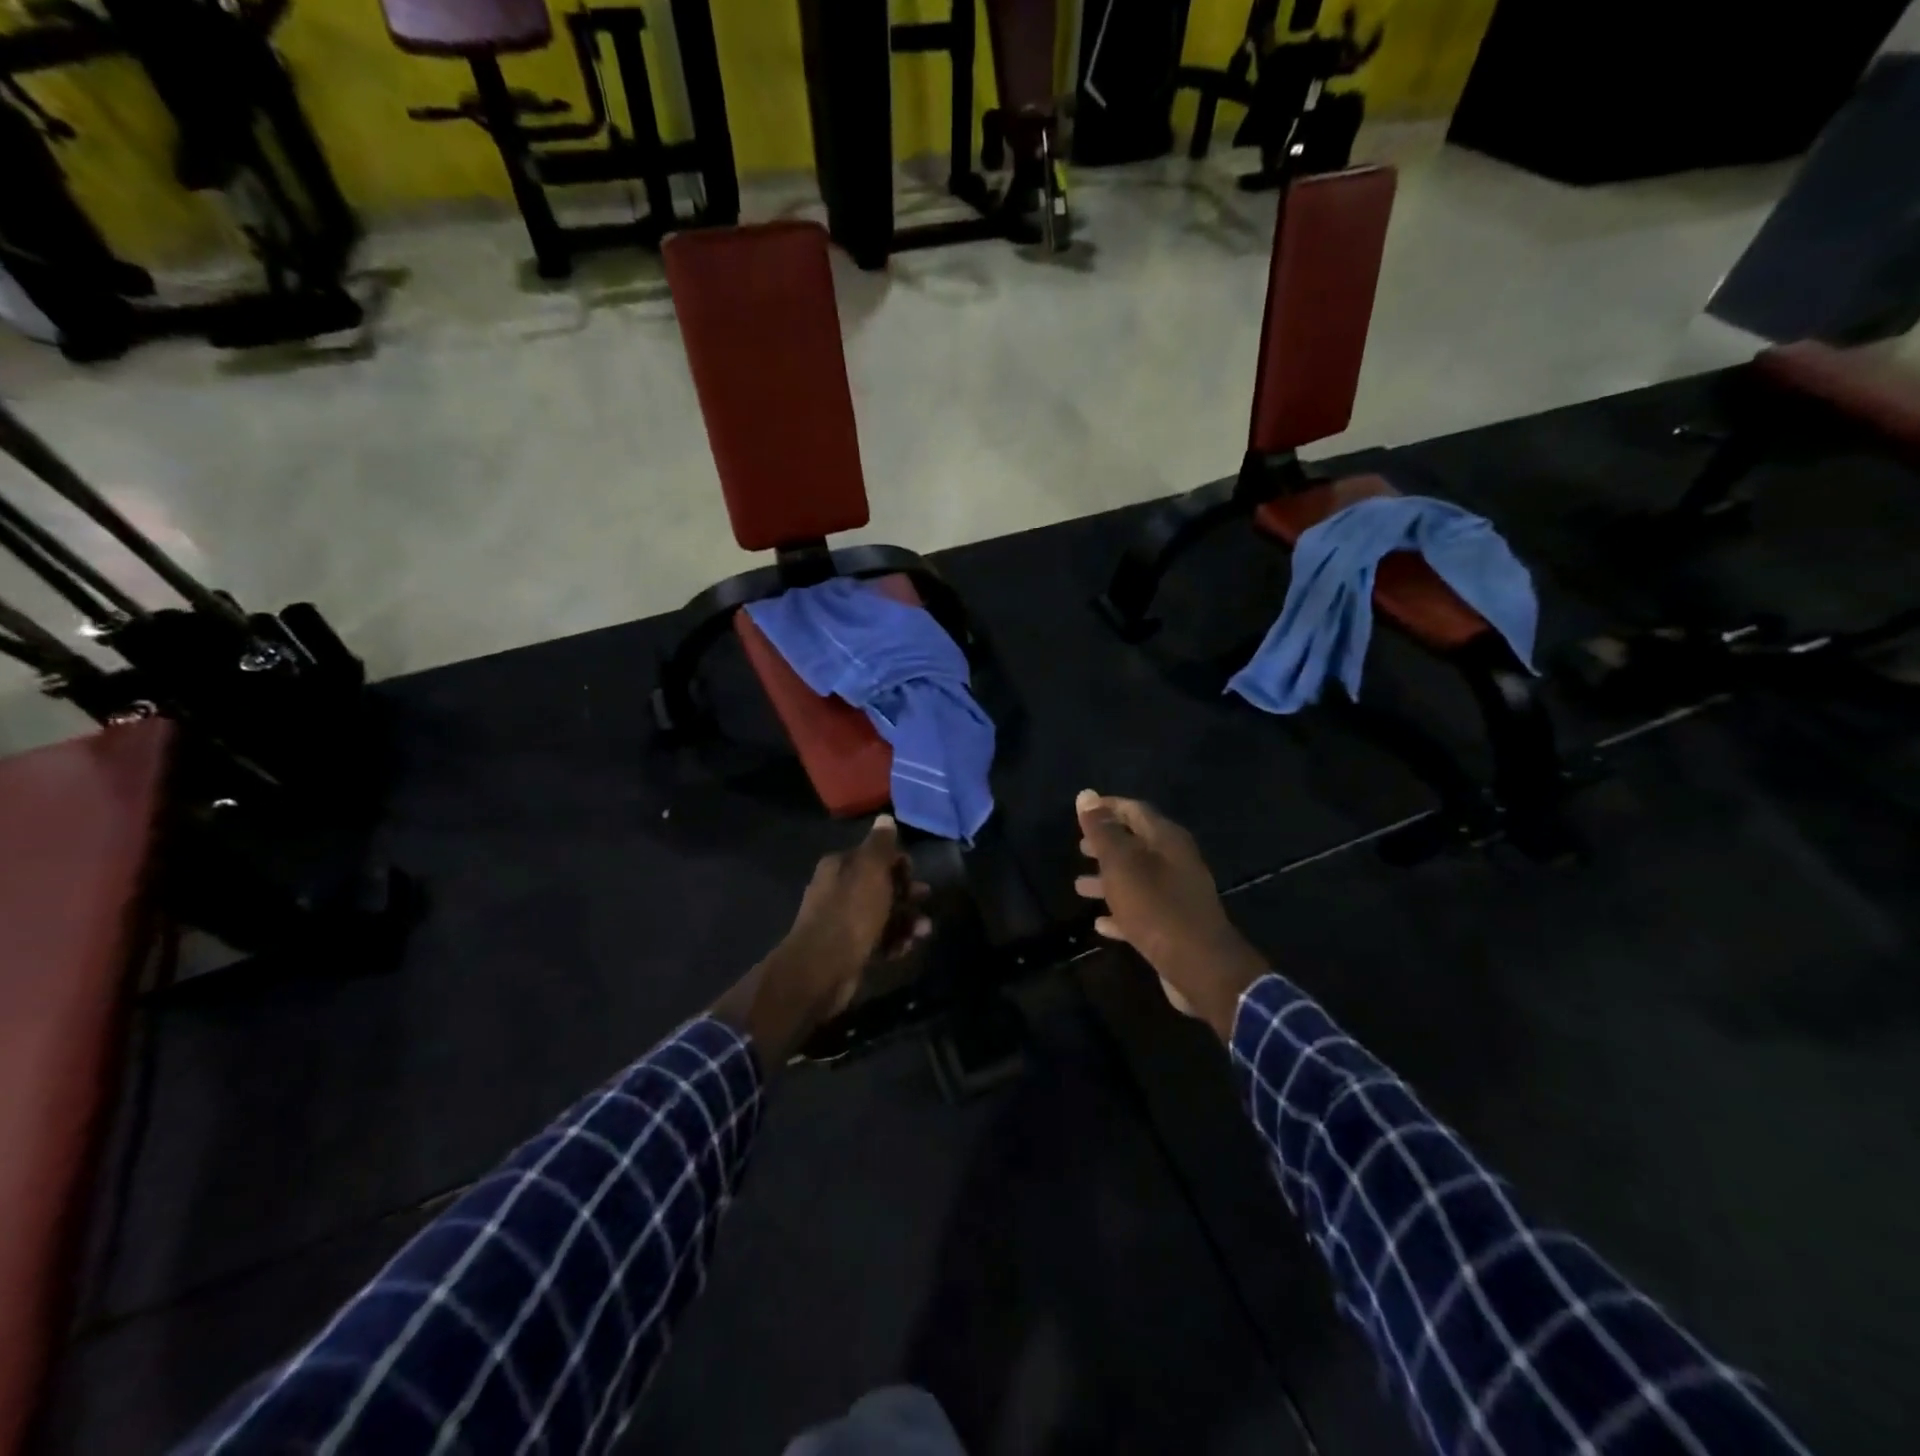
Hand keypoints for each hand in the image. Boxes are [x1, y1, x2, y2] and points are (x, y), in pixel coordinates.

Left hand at [715, 816, 929, 1068]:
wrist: (823, 968)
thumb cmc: (850, 912)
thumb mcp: (871, 870)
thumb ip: (881, 845)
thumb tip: (885, 818)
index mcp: (839, 866)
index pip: (873, 855)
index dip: (897, 862)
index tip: (915, 873)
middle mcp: (837, 890)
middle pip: (880, 885)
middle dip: (906, 892)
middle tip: (925, 899)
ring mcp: (842, 921)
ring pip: (882, 914)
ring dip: (905, 920)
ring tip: (923, 931)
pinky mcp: (848, 949)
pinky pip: (878, 940)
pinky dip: (894, 941)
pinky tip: (907, 947)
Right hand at [1073, 790, 1267, 1039]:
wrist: (1200, 966)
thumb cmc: (1156, 907)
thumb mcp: (1122, 864)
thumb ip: (1103, 831)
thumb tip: (1086, 795)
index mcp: (1167, 840)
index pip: (1134, 810)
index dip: (1107, 808)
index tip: (1083, 811)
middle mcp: (1176, 861)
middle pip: (1137, 844)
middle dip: (1107, 844)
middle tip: (1080, 848)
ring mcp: (1178, 894)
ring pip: (1137, 879)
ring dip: (1109, 880)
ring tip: (1080, 886)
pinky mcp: (1175, 925)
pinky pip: (1142, 910)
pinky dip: (1121, 911)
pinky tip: (1100, 922)